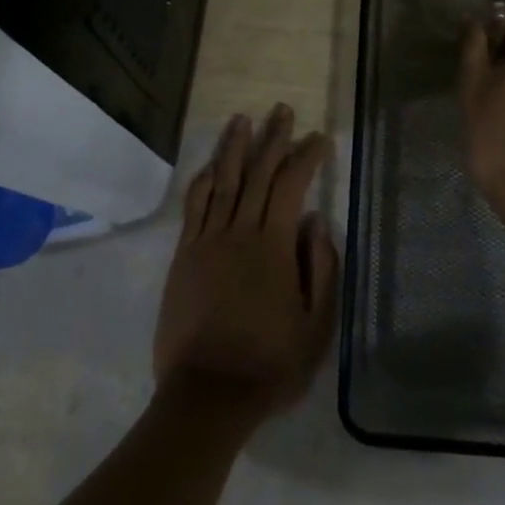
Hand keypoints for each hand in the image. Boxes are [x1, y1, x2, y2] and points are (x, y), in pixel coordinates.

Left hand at [153, 105, 340, 424]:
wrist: (208, 394)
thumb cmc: (269, 363)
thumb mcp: (316, 325)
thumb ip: (321, 268)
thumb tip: (316, 220)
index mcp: (274, 246)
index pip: (292, 186)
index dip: (306, 157)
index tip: (318, 138)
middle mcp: (239, 232)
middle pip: (258, 173)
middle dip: (273, 138)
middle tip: (282, 110)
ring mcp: (207, 241)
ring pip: (223, 181)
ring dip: (234, 147)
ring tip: (242, 119)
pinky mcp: (184, 256)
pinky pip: (193, 207)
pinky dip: (202, 181)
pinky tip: (209, 165)